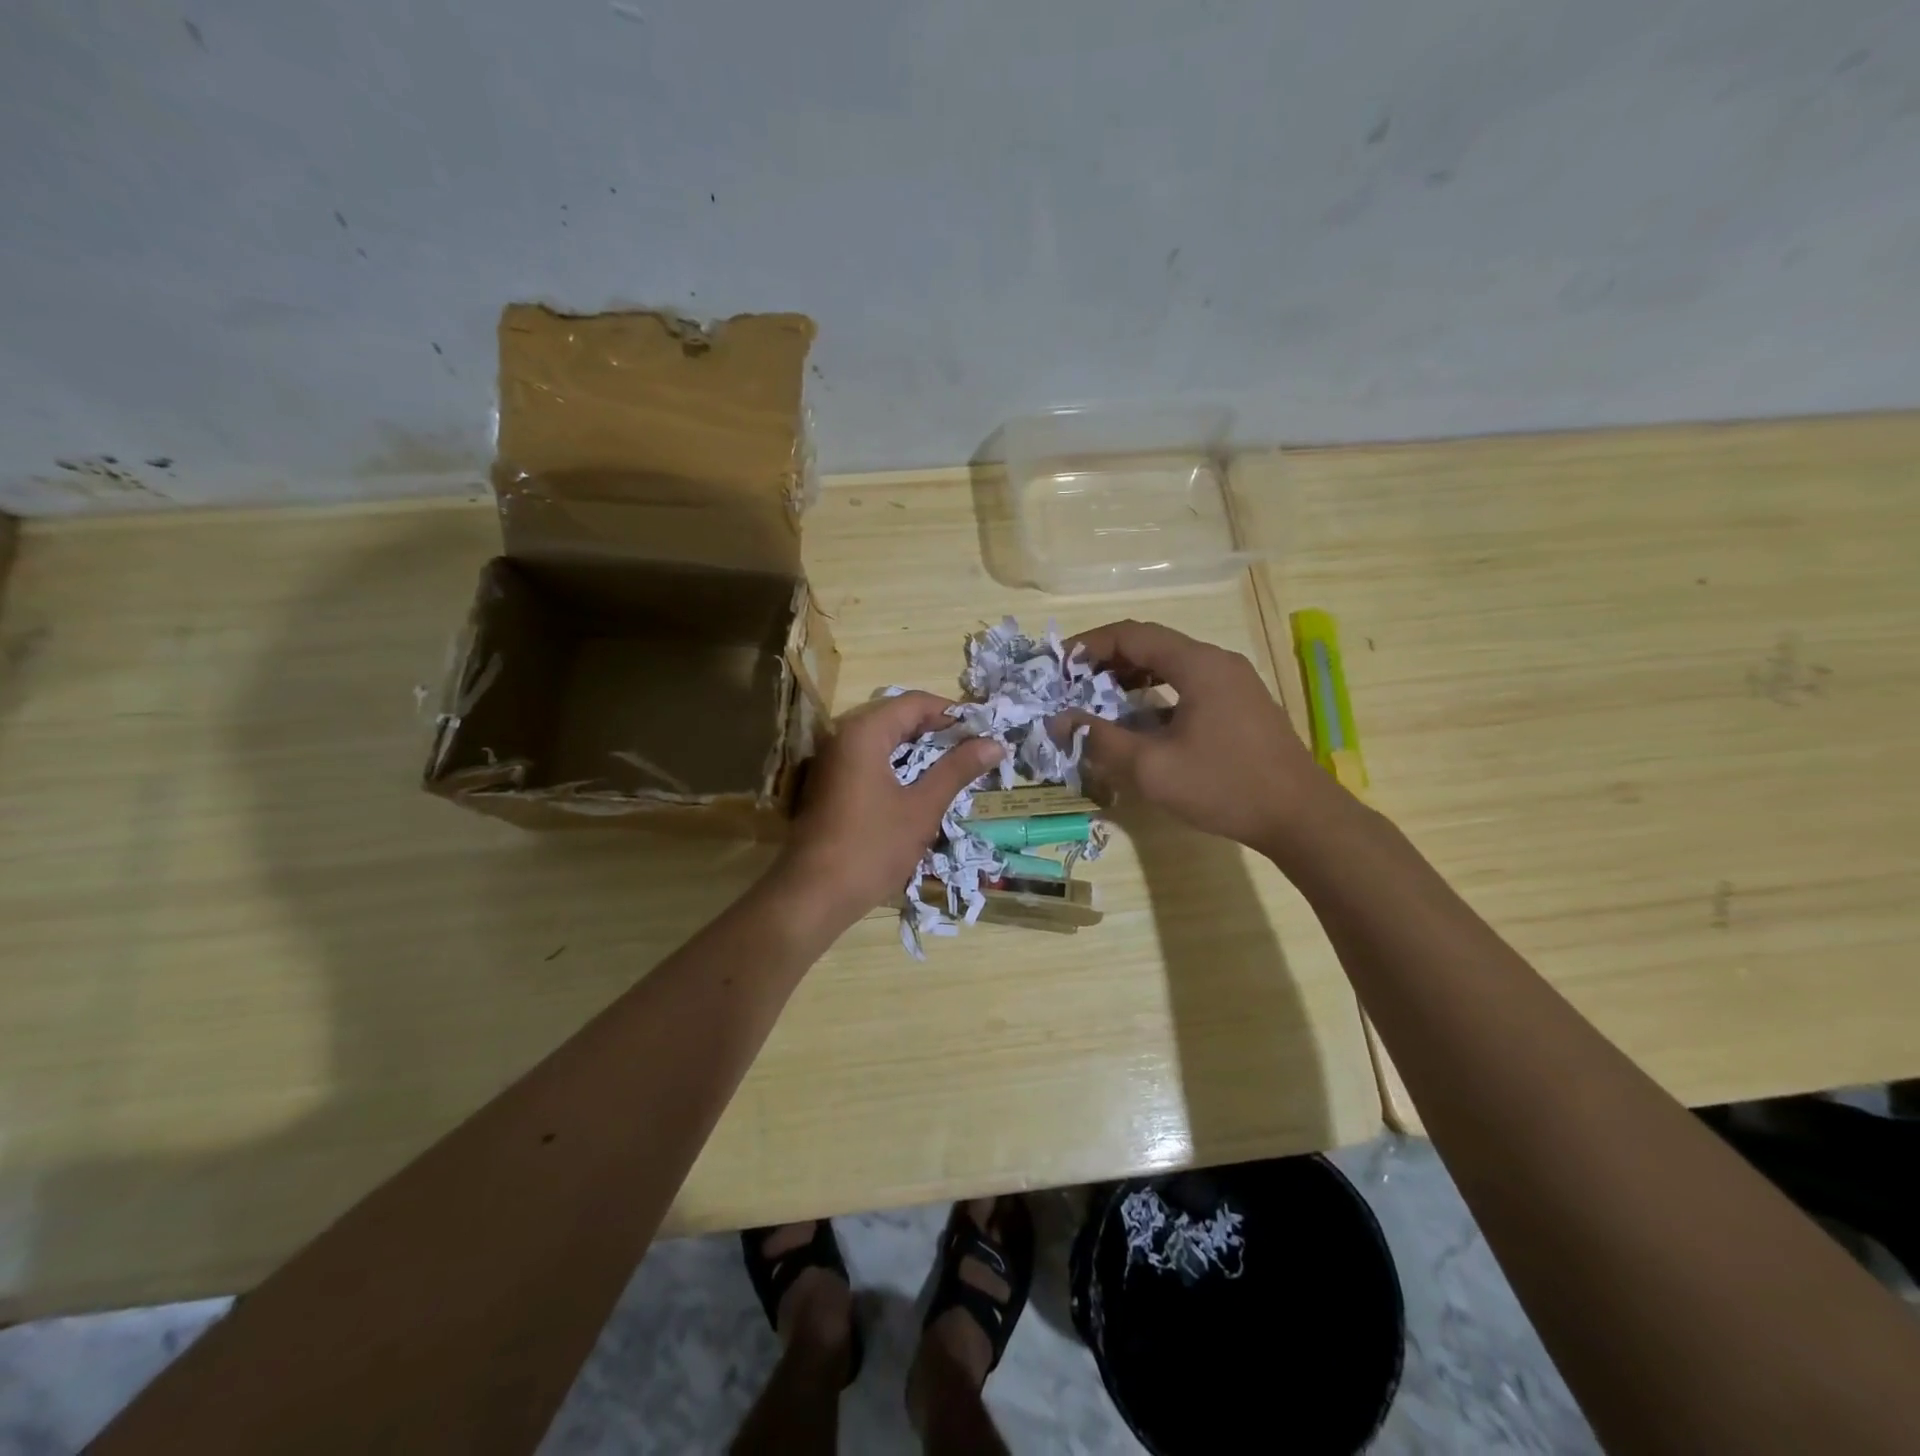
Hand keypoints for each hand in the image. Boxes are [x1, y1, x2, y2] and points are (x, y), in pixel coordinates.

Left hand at [777, 691, 1005, 922]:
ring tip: (956, 768)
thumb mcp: (922, 808)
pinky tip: (922, 786)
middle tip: (975, 750)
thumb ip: (957, 770)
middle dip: (938, 731)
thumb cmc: (872, 848)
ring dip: (920, 750)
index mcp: (864, 732)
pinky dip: (899, 765)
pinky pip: (870, 760)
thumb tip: (995, 744)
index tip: (985, 731)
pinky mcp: (830, 783)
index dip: (953, 713)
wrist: (813, 895)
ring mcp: (833, 760)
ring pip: (885, 740)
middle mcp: (844, 736)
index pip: (916, 702)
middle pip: (898, 717)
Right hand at [1053, 620, 1325, 852]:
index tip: (1058, 666)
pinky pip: (1188, 684)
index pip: (1131, 634)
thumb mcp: (1152, 768)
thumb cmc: (1224, 786)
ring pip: (1171, 664)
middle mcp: (1217, 662)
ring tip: (1097, 699)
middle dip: (1106, 660)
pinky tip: (1139, 721)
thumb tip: (1058, 721)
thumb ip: (1100, 740)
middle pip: (1151, 644)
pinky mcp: (1240, 705)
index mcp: (1198, 664)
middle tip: (1072, 684)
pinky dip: (1156, 693)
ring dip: (1130, 676)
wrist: (1300, 817)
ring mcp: (1233, 682)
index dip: (1089, 645)